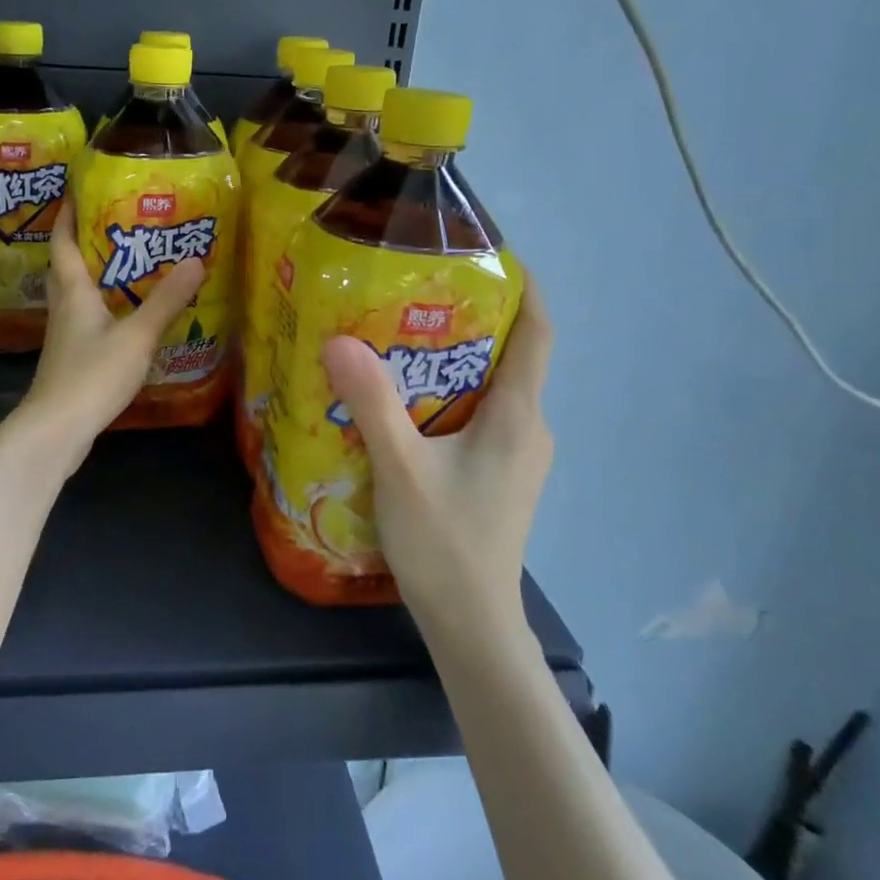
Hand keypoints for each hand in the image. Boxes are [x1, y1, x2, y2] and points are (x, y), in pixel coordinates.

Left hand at [18, 196, 206, 460]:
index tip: (78, 189)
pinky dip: (101, 307)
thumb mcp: (136, 336)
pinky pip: (84, 320)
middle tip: (112, 223)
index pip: (63, 242)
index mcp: (73, 292)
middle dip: (81, 241)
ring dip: (93, 275)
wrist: (56, 430)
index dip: (67, 213)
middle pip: (65, 266)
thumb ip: (166, 300)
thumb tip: (196, 259)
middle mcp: (63, 308)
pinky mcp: (71, 359)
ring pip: (75, 294)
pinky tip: (124, 315)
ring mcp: (64, 336)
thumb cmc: (91, 375)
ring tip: (126, 263)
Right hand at [320, 278, 554, 637]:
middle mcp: (528, 428)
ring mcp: (517, 455)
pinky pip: (480, 416)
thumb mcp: (401, 468)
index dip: (522, 287)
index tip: (484, 254)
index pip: (539, 332)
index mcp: (518, 415)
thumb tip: (339, 339)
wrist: (472, 625)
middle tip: (409, 295)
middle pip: (510, 354)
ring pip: (492, 388)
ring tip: (396, 339)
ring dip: (453, 360)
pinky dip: (448, 395)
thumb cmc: (445, 543)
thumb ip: (373, 402)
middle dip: (468, 318)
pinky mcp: (499, 476)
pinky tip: (403, 402)